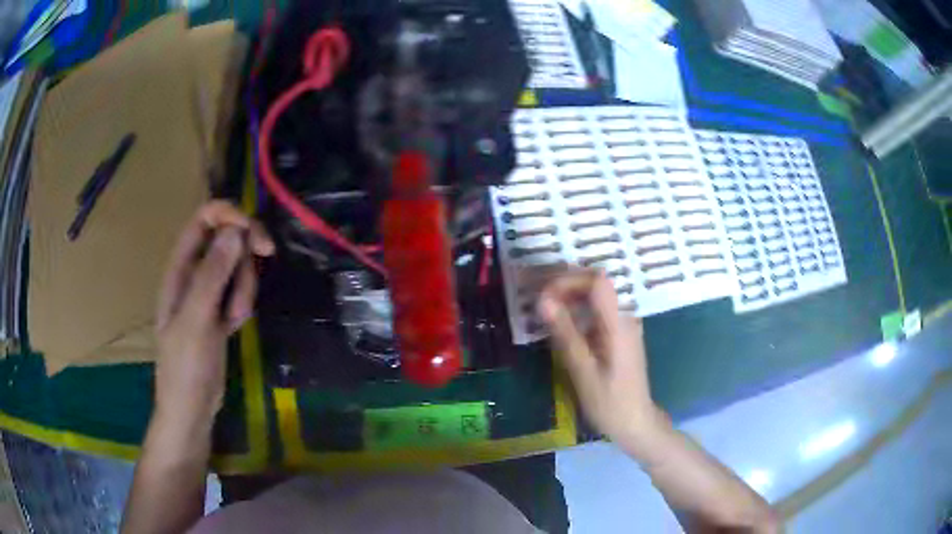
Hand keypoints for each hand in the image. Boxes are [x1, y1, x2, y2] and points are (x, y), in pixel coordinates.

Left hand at [154, 201, 274, 428]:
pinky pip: (239, 290)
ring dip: (244, 289)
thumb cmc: (185, 367)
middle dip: (242, 262)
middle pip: (227, 240)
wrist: (192, 408)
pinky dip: (242, 305)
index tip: (255, 236)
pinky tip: (234, 327)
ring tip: (234, 321)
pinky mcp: (219, 309)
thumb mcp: (196, 320)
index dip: (229, 216)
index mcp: (179, 268)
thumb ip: (212, 275)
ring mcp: (207, 292)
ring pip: (237, 267)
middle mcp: (192, 273)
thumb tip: (235, 230)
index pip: (204, 219)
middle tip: (244, 293)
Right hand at [537, 269, 663, 446]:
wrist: (635, 422)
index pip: (597, 281)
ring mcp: (624, 325)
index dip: (568, 280)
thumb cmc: (609, 402)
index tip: (544, 296)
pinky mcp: (619, 334)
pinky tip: (561, 326)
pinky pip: (597, 311)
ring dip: (569, 297)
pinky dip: (577, 311)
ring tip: (544, 311)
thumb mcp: (583, 370)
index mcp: (619, 323)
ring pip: (596, 296)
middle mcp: (625, 317)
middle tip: (538, 302)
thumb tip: (542, 300)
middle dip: (565, 286)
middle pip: (596, 284)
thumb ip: (565, 333)